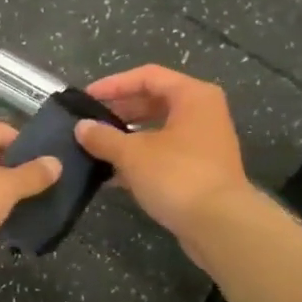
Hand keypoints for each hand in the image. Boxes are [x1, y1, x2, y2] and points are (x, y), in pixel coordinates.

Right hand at [72, 65, 252, 239]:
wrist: (220, 224)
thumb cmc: (177, 176)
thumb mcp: (132, 154)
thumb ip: (104, 138)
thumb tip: (81, 128)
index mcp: (192, 96)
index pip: (147, 76)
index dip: (114, 84)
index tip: (86, 98)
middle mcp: (202, 113)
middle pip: (154, 101)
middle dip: (119, 112)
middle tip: (89, 123)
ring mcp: (203, 143)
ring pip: (158, 130)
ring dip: (127, 138)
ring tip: (96, 148)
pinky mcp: (200, 170)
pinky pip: (164, 154)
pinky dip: (140, 160)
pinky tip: (112, 175)